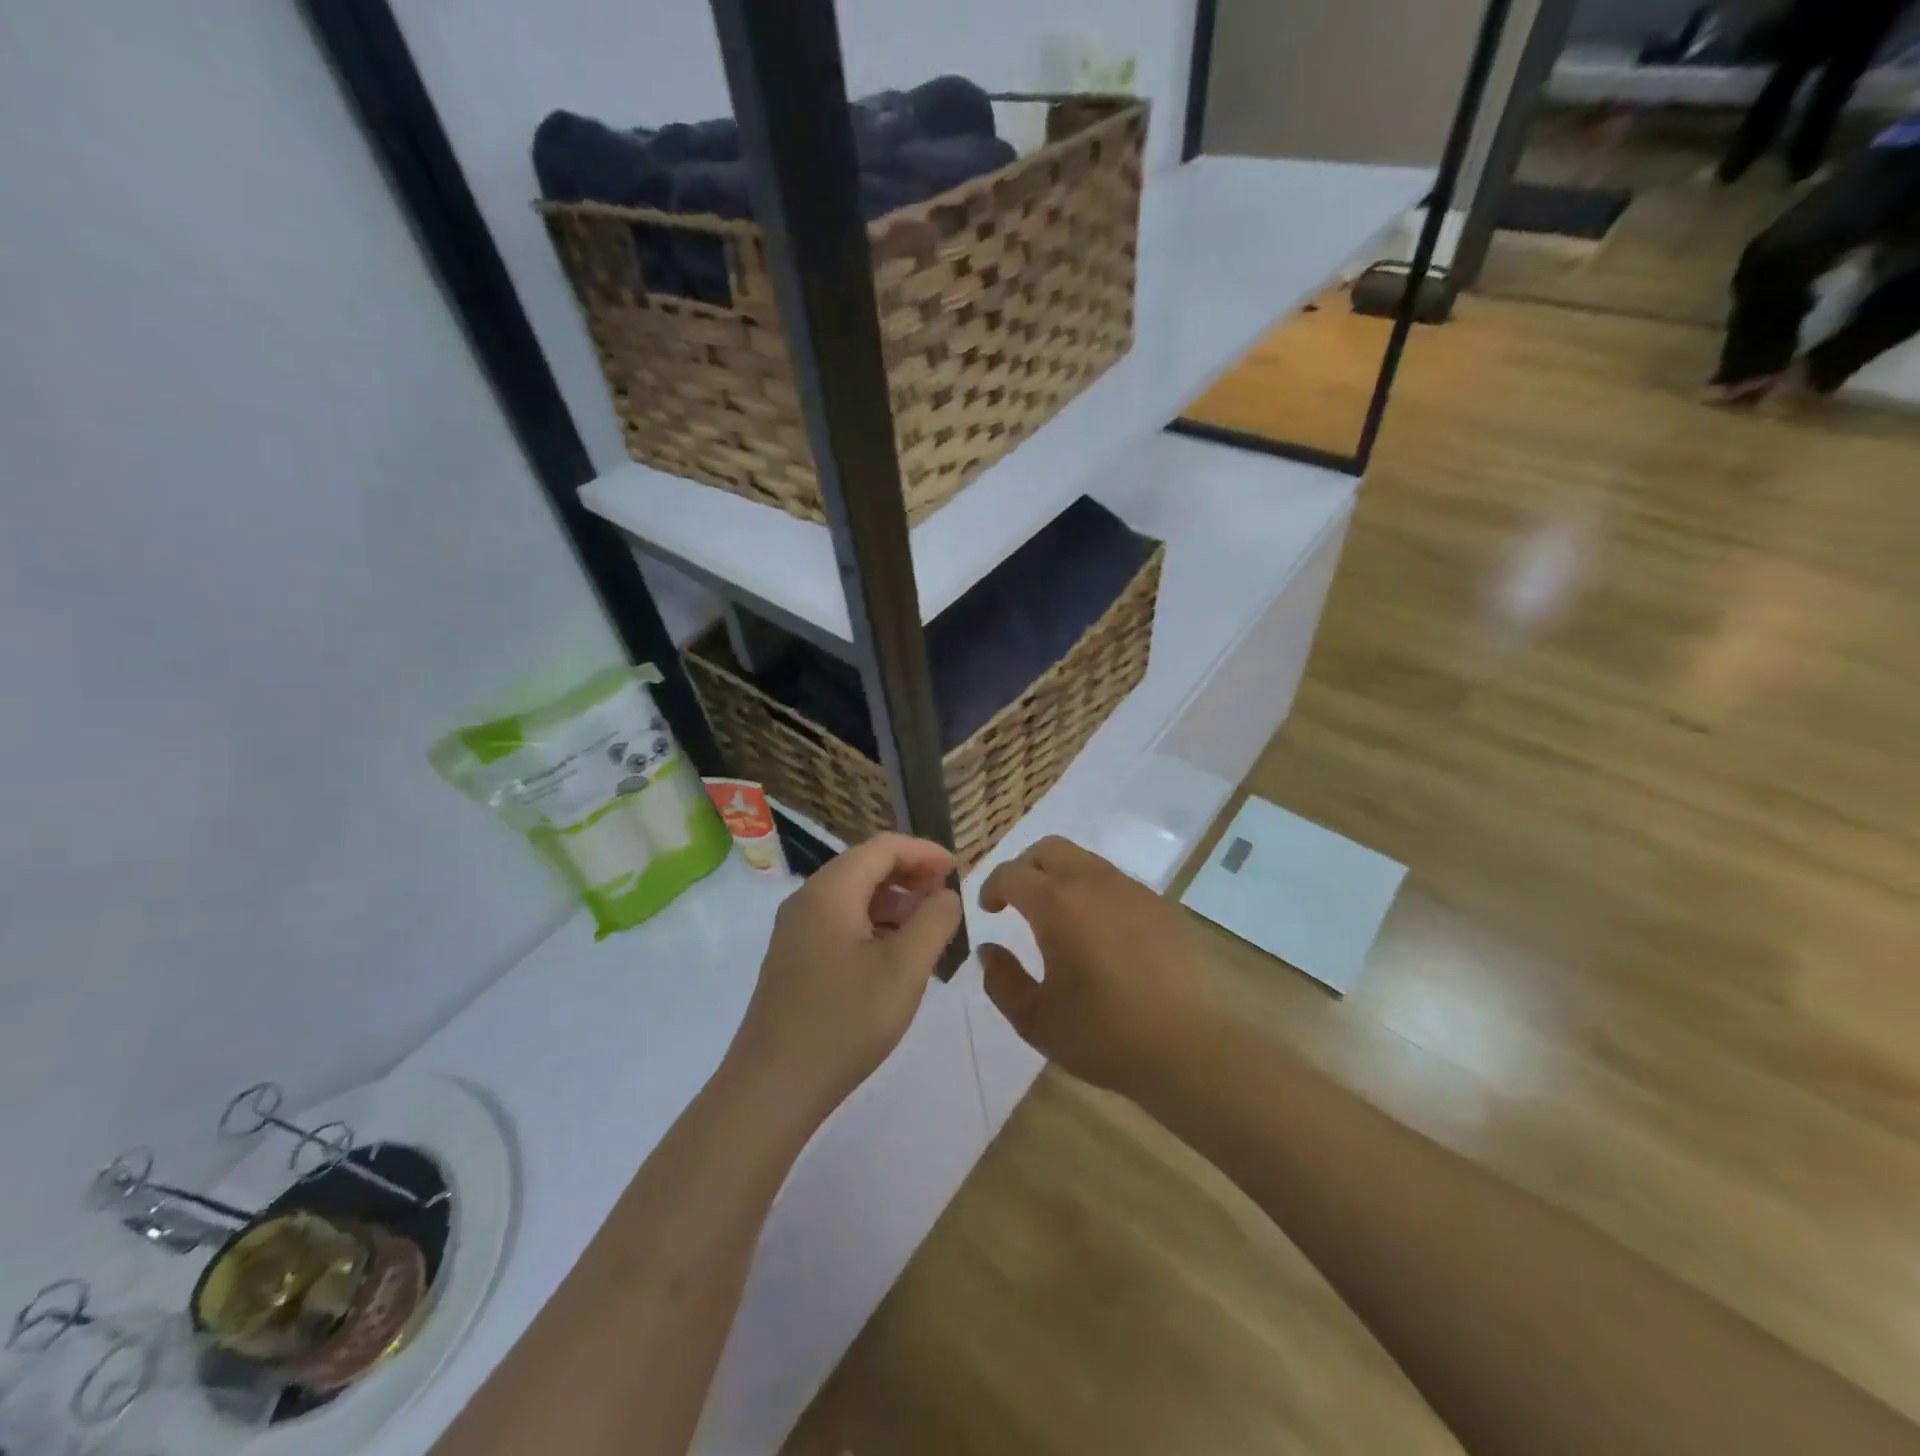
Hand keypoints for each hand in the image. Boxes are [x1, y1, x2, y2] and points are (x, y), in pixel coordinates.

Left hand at [727, 833, 961, 1124]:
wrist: (773, 1087)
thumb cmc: (845, 1021)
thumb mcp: (905, 969)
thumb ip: (934, 921)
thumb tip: (946, 895)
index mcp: (831, 891)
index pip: (883, 847)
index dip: (924, 852)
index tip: (958, 870)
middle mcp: (807, 900)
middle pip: (865, 866)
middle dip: (910, 875)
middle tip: (946, 898)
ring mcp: (795, 930)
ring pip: (852, 896)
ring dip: (893, 902)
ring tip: (927, 928)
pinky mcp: (793, 958)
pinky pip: (839, 922)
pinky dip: (873, 924)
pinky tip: (894, 955)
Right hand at [978, 836, 1215, 1098]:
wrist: (1190, 1047)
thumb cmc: (1104, 1034)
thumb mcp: (1036, 1019)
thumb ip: (1002, 981)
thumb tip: (989, 950)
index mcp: (1057, 903)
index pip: (1012, 873)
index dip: (992, 886)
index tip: (988, 909)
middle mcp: (1094, 882)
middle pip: (1050, 849)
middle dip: (1026, 867)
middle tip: (1018, 901)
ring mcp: (1133, 891)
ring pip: (1086, 861)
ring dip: (1063, 877)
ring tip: (1060, 918)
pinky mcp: (1163, 907)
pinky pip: (1118, 883)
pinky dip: (1096, 893)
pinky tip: (1103, 934)